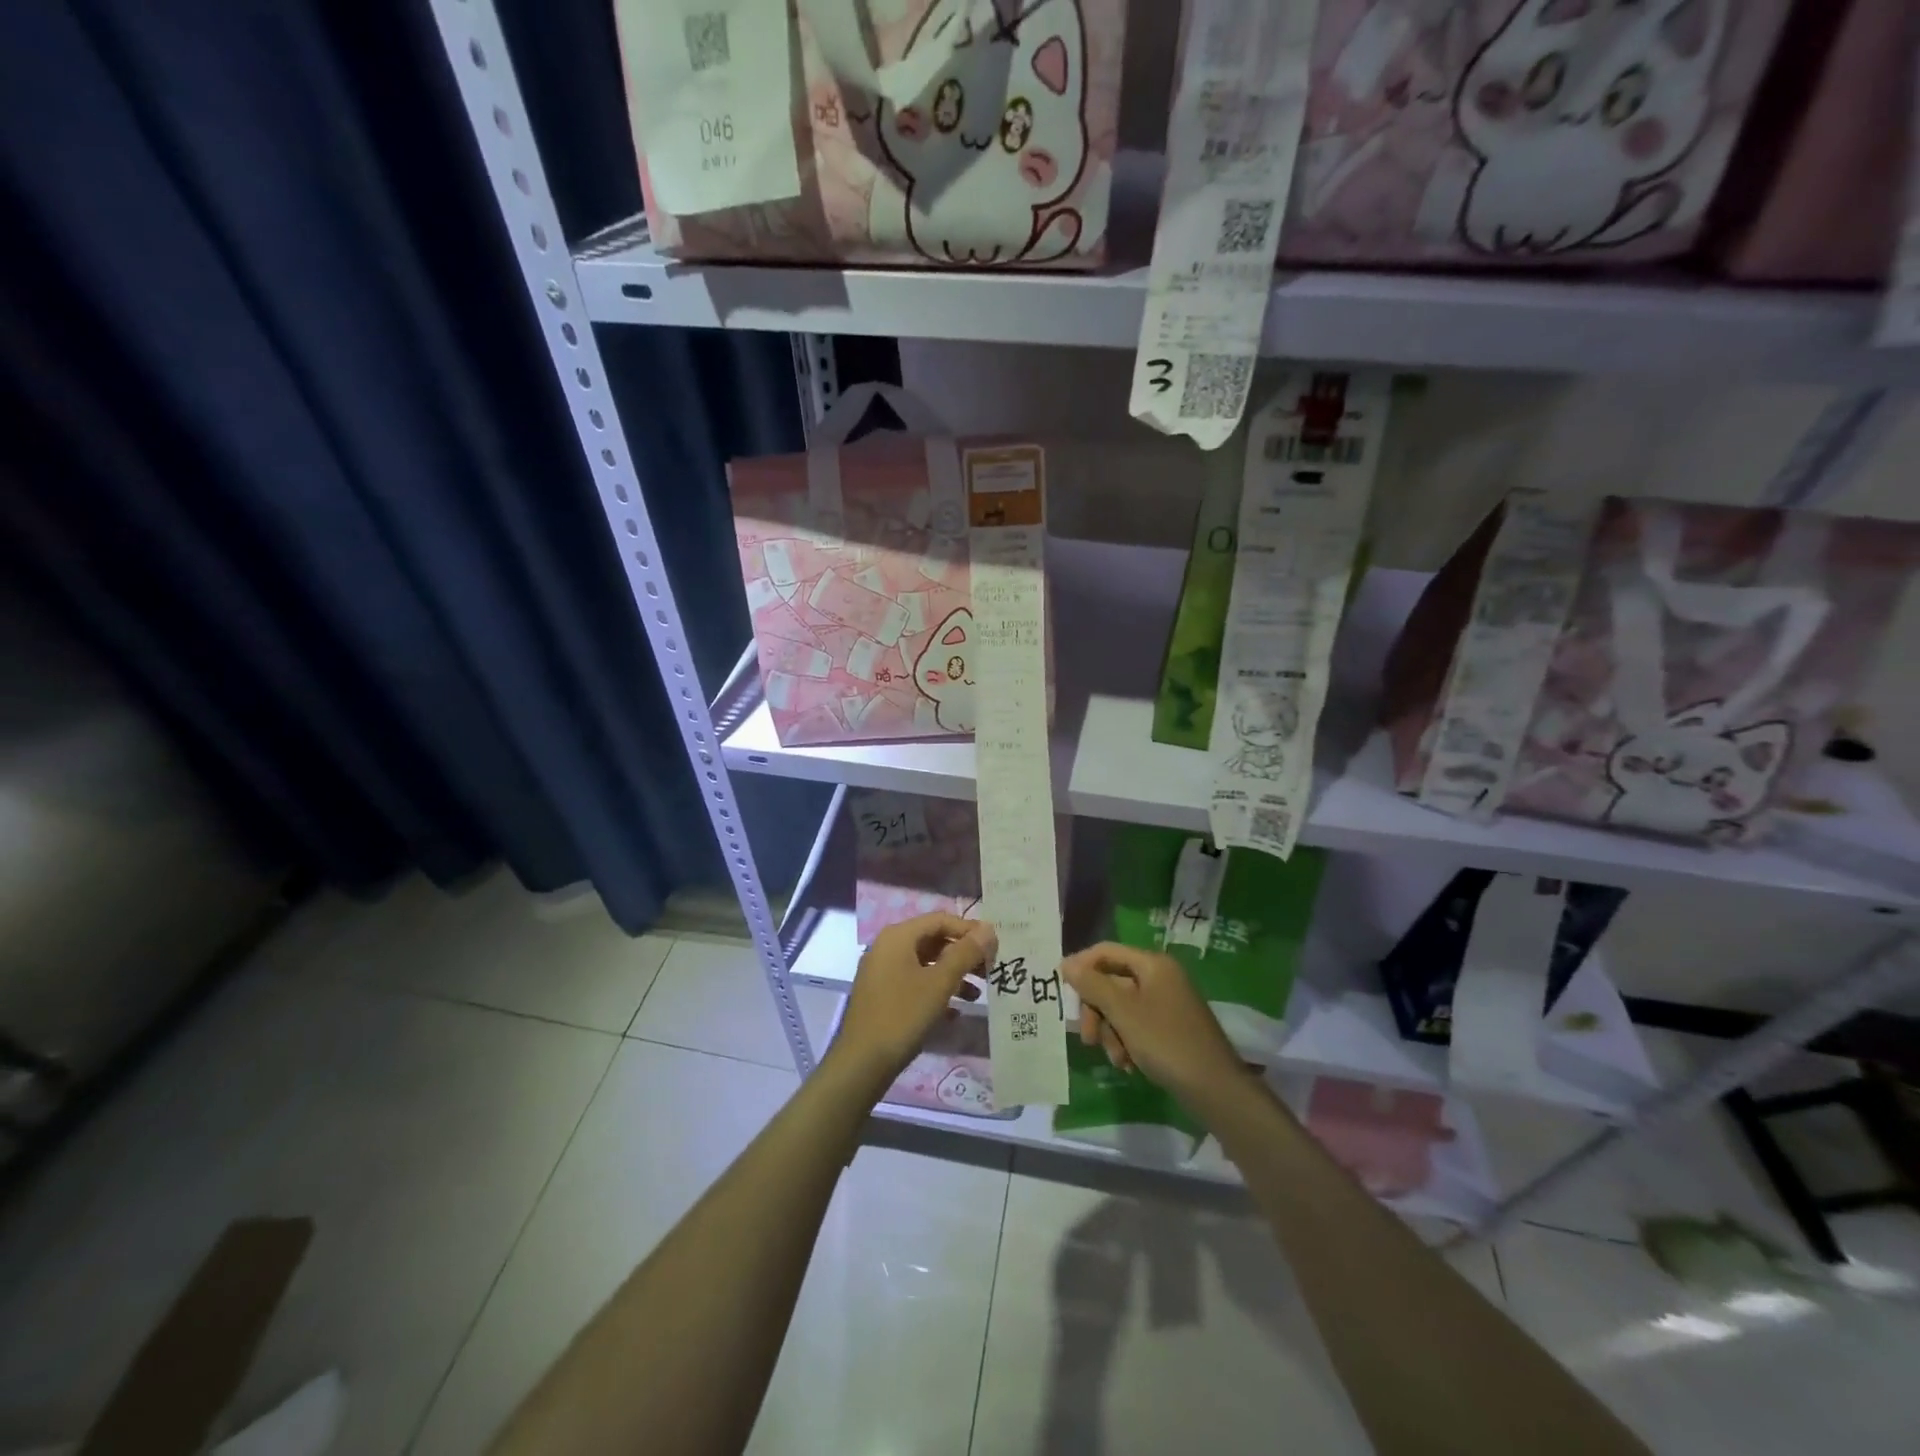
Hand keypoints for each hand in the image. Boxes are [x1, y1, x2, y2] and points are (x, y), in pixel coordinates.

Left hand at [828, 913, 994, 1095]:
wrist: (862, 1063)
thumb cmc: (903, 1015)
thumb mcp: (939, 983)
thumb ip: (965, 953)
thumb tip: (988, 928)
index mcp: (898, 936)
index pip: (940, 920)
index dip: (969, 930)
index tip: (994, 948)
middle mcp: (888, 947)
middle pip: (933, 940)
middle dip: (963, 954)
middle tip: (990, 971)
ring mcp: (882, 971)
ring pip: (925, 963)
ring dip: (953, 974)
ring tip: (977, 995)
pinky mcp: (882, 995)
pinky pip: (914, 982)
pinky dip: (936, 990)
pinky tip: (955, 1012)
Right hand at [1059, 942, 1245, 1109]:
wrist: (1215, 1089)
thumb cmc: (1166, 1042)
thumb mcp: (1123, 1012)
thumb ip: (1092, 985)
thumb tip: (1066, 963)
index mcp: (1152, 964)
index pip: (1106, 951)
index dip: (1081, 966)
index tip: (1061, 990)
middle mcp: (1160, 977)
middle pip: (1112, 982)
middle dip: (1097, 1011)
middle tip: (1088, 1038)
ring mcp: (1167, 1003)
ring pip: (1122, 1008)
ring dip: (1111, 1032)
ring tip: (1116, 1058)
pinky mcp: (1170, 1027)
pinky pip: (1137, 1025)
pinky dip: (1127, 1042)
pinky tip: (1128, 1064)